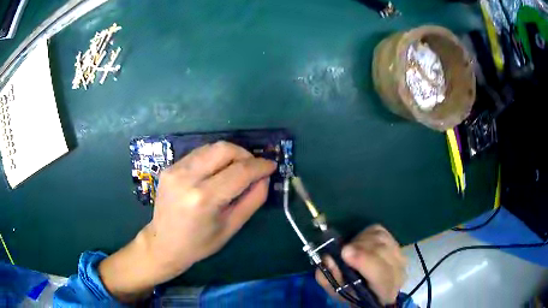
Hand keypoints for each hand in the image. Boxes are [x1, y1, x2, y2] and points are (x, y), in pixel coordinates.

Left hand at [98, 141, 276, 301]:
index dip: (260, 166)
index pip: (240, 171)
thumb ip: (253, 199)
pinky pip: (198, 154)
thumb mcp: (232, 227)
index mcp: (204, 198)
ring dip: (230, 154)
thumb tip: (264, 177)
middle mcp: (187, 177)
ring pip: (211, 147)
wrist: (163, 243)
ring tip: (237, 169)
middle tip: (253, 168)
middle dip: (245, 154)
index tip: (271, 166)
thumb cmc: (199, 243)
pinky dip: (214, 158)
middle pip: (224, 149)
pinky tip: (217, 172)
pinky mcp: (169, 167)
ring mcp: (175, 169)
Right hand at [315, 225, 406, 305]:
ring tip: (350, 250)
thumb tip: (328, 258)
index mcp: (385, 291)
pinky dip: (366, 233)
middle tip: (341, 251)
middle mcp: (398, 271)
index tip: (345, 252)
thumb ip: (331, 278)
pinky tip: (359, 243)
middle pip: (382, 251)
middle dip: (359, 247)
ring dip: (361, 241)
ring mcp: (399, 255)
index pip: (382, 274)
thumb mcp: (339, 292)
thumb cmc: (354, 294)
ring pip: (381, 238)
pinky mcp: (395, 243)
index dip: (364, 260)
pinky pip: (380, 231)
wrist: (373, 291)